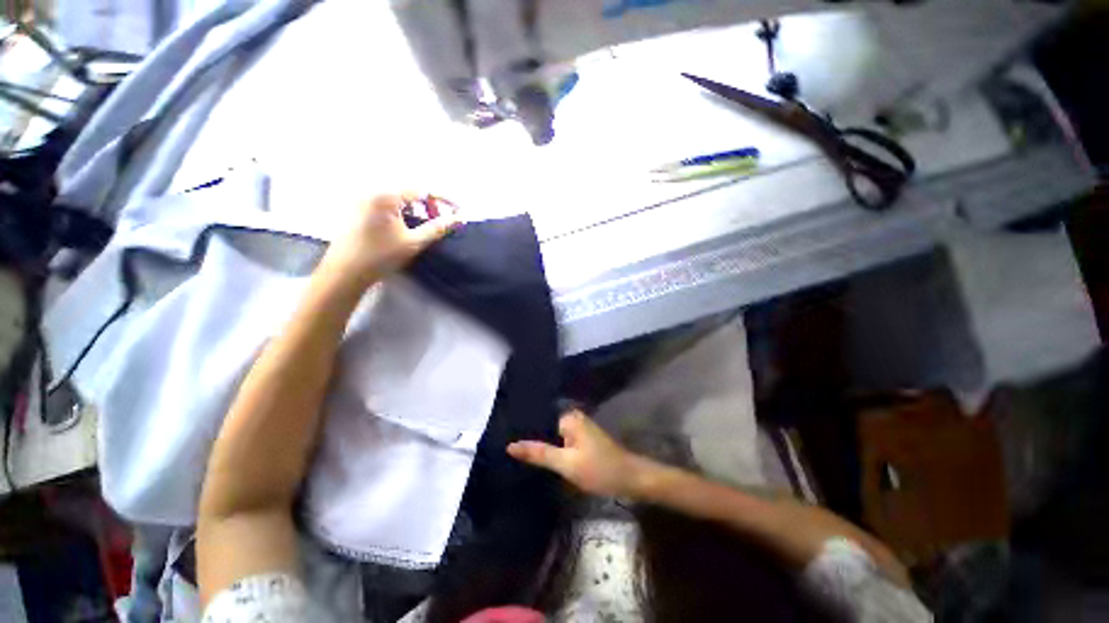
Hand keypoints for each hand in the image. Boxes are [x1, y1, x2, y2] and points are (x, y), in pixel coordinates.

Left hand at [321, 194, 458, 287]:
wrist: (344, 272)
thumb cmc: (380, 256)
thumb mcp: (413, 242)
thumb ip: (437, 228)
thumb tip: (458, 219)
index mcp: (385, 196)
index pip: (421, 190)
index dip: (443, 200)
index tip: (458, 210)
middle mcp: (372, 191)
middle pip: (409, 193)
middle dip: (429, 205)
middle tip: (440, 221)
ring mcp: (362, 200)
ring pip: (398, 199)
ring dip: (416, 209)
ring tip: (425, 226)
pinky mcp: (357, 210)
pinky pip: (386, 205)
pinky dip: (401, 212)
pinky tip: (406, 228)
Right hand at [507, 410, 652, 497]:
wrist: (631, 480)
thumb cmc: (600, 470)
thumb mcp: (567, 464)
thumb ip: (539, 453)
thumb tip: (510, 445)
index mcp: (568, 417)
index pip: (538, 421)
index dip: (523, 433)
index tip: (503, 442)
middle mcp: (573, 418)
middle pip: (545, 428)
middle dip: (531, 440)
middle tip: (508, 453)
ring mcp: (578, 428)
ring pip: (552, 437)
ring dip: (541, 447)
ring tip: (517, 457)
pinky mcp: (582, 440)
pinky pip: (561, 443)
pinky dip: (552, 451)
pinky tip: (539, 461)